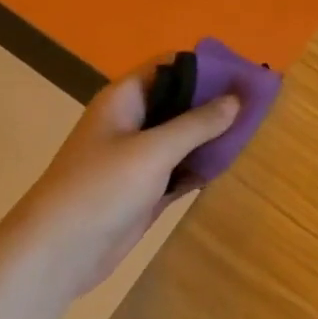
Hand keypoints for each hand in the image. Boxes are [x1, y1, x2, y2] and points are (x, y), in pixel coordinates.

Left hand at [0, 58, 239, 301]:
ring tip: (257, 129)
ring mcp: (139, 158)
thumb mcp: (153, 150)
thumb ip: (196, 123)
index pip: (170, 66)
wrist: (57, 253)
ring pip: (183, 136)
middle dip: (216, 100)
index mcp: (125, 99)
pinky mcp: (146, 190)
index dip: (207, 66)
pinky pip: (182, 168)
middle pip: (180, 101)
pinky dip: (204, 165)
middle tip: (260, 103)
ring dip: (213, 134)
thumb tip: (236, 99)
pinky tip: (234, 163)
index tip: (245, 73)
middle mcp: (132, 122)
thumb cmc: (101, 189)